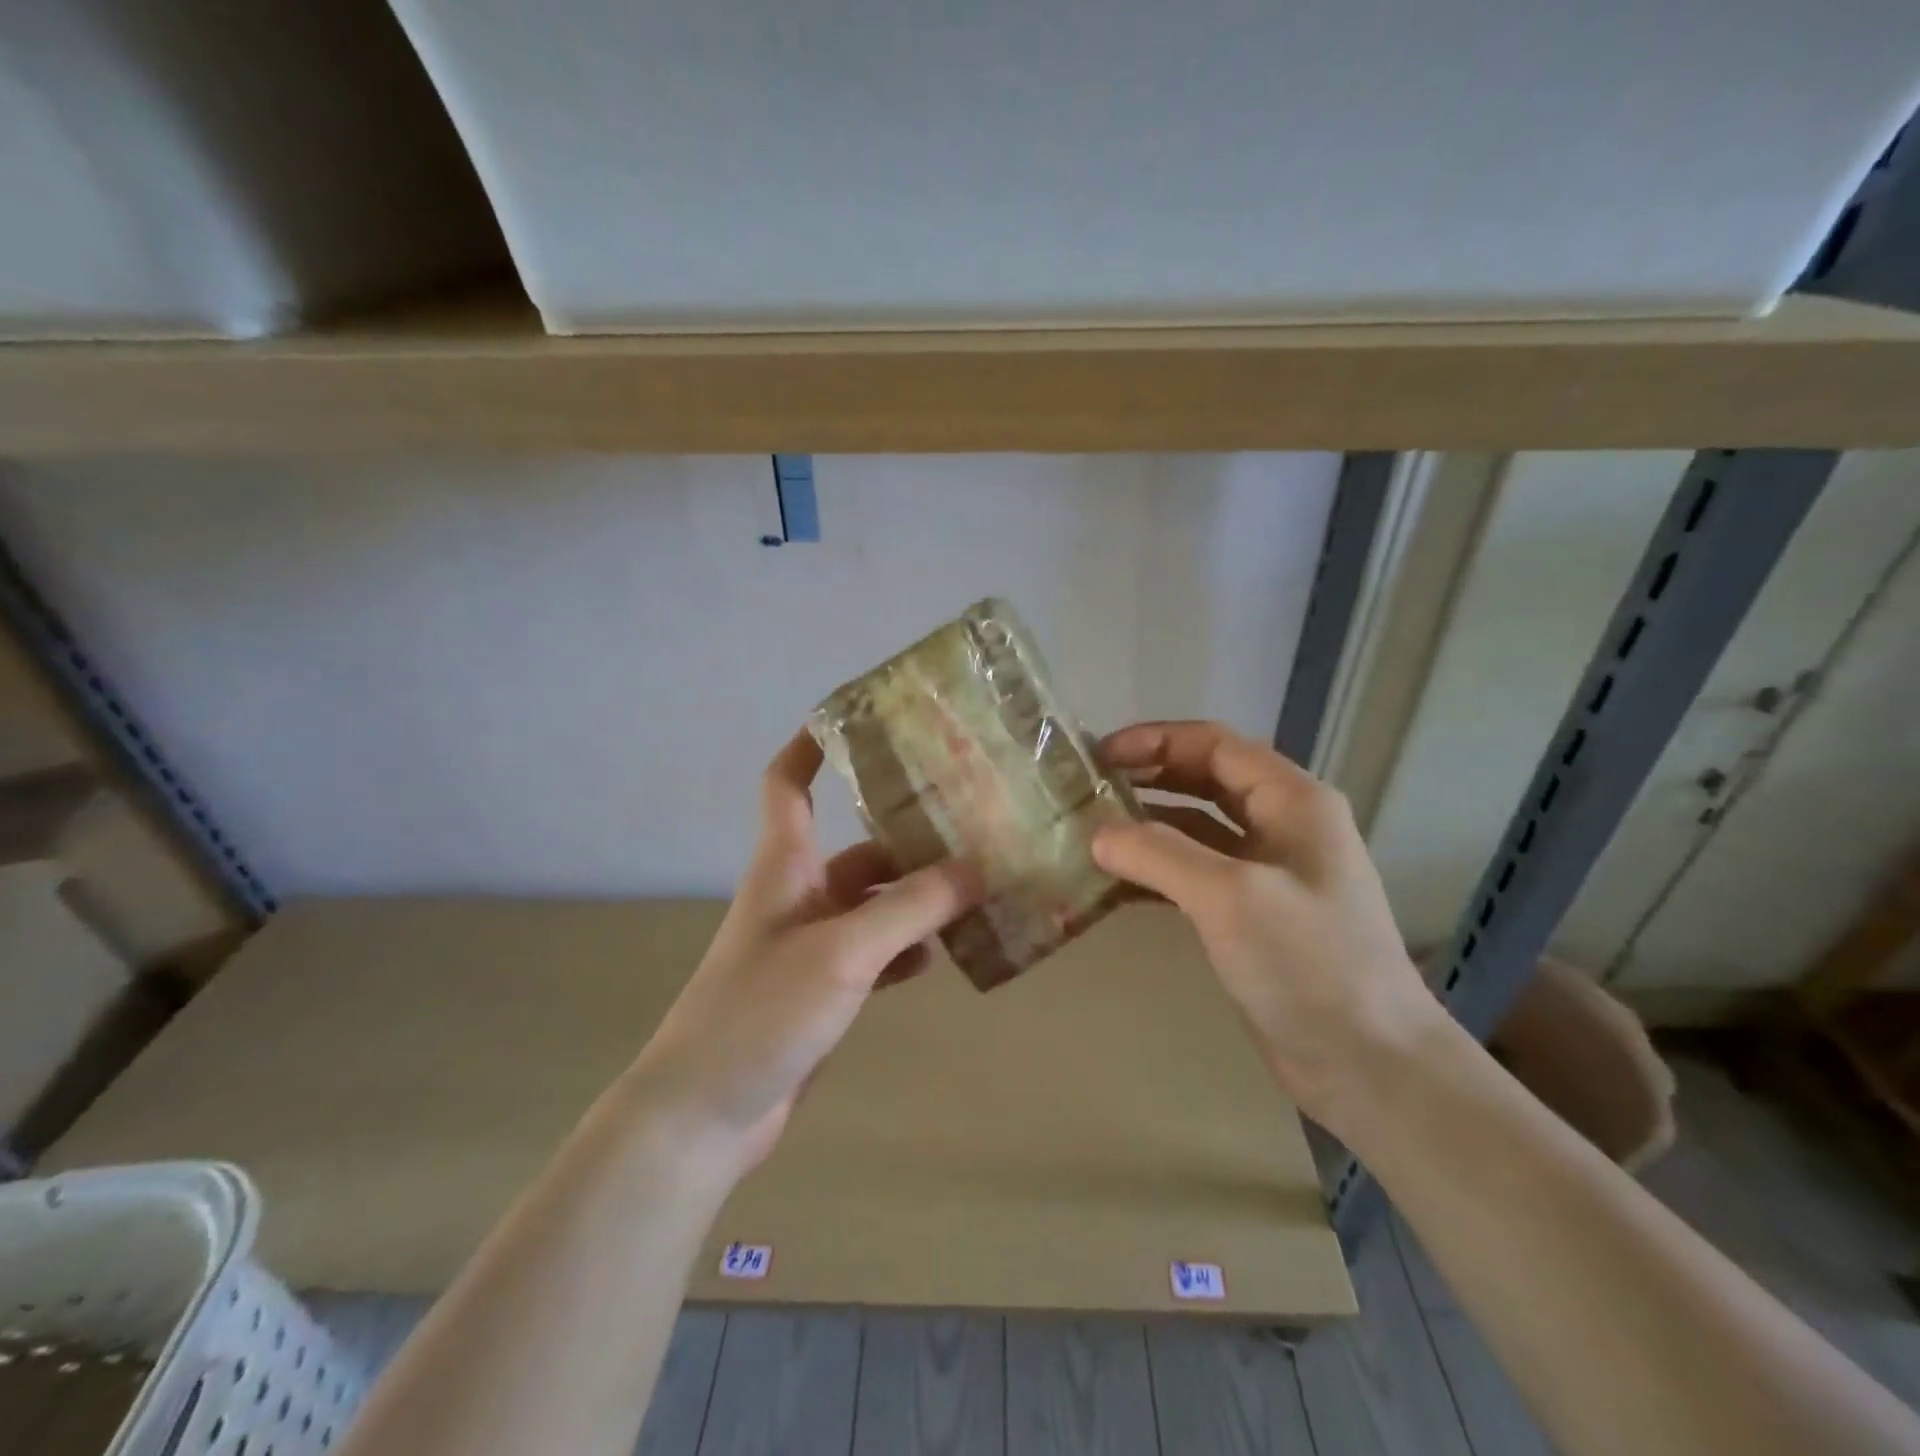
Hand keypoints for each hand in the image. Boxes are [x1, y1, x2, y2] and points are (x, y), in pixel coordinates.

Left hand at [630, 729, 980, 1175]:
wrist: (705, 1114)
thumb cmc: (762, 1012)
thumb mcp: (844, 952)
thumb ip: (911, 908)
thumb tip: (977, 867)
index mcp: (786, 867)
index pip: (788, 785)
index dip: (811, 746)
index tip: (856, 718)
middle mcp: (798, 896)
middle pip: (857, 849)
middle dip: (908, 836)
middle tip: (972, 824)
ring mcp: (811, 945)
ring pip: (874, 903)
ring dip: (917, 896)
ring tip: (977, 888)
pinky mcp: (823, 990)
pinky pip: (875, 952)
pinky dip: (907, 947)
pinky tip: (944, 953)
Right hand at [1093, 721, 1440, 1130]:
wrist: (1368, 1065)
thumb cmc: (1309, 964)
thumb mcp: (1231, 897)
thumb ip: (1159, 854)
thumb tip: (1097, 834)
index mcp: (1293, 800)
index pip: (1215, 744)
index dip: (1155, 741)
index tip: (1098, 755)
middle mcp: (1282, 825)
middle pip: (1204, 780)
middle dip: (1147, 778)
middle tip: (1088, 789)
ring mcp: (1268, 872)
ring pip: (1196, 829)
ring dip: (1146, 826)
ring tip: (1090, 833)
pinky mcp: (1251, 915)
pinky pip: (1194, 876)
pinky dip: (1155, 873)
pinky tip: (1113, 884)